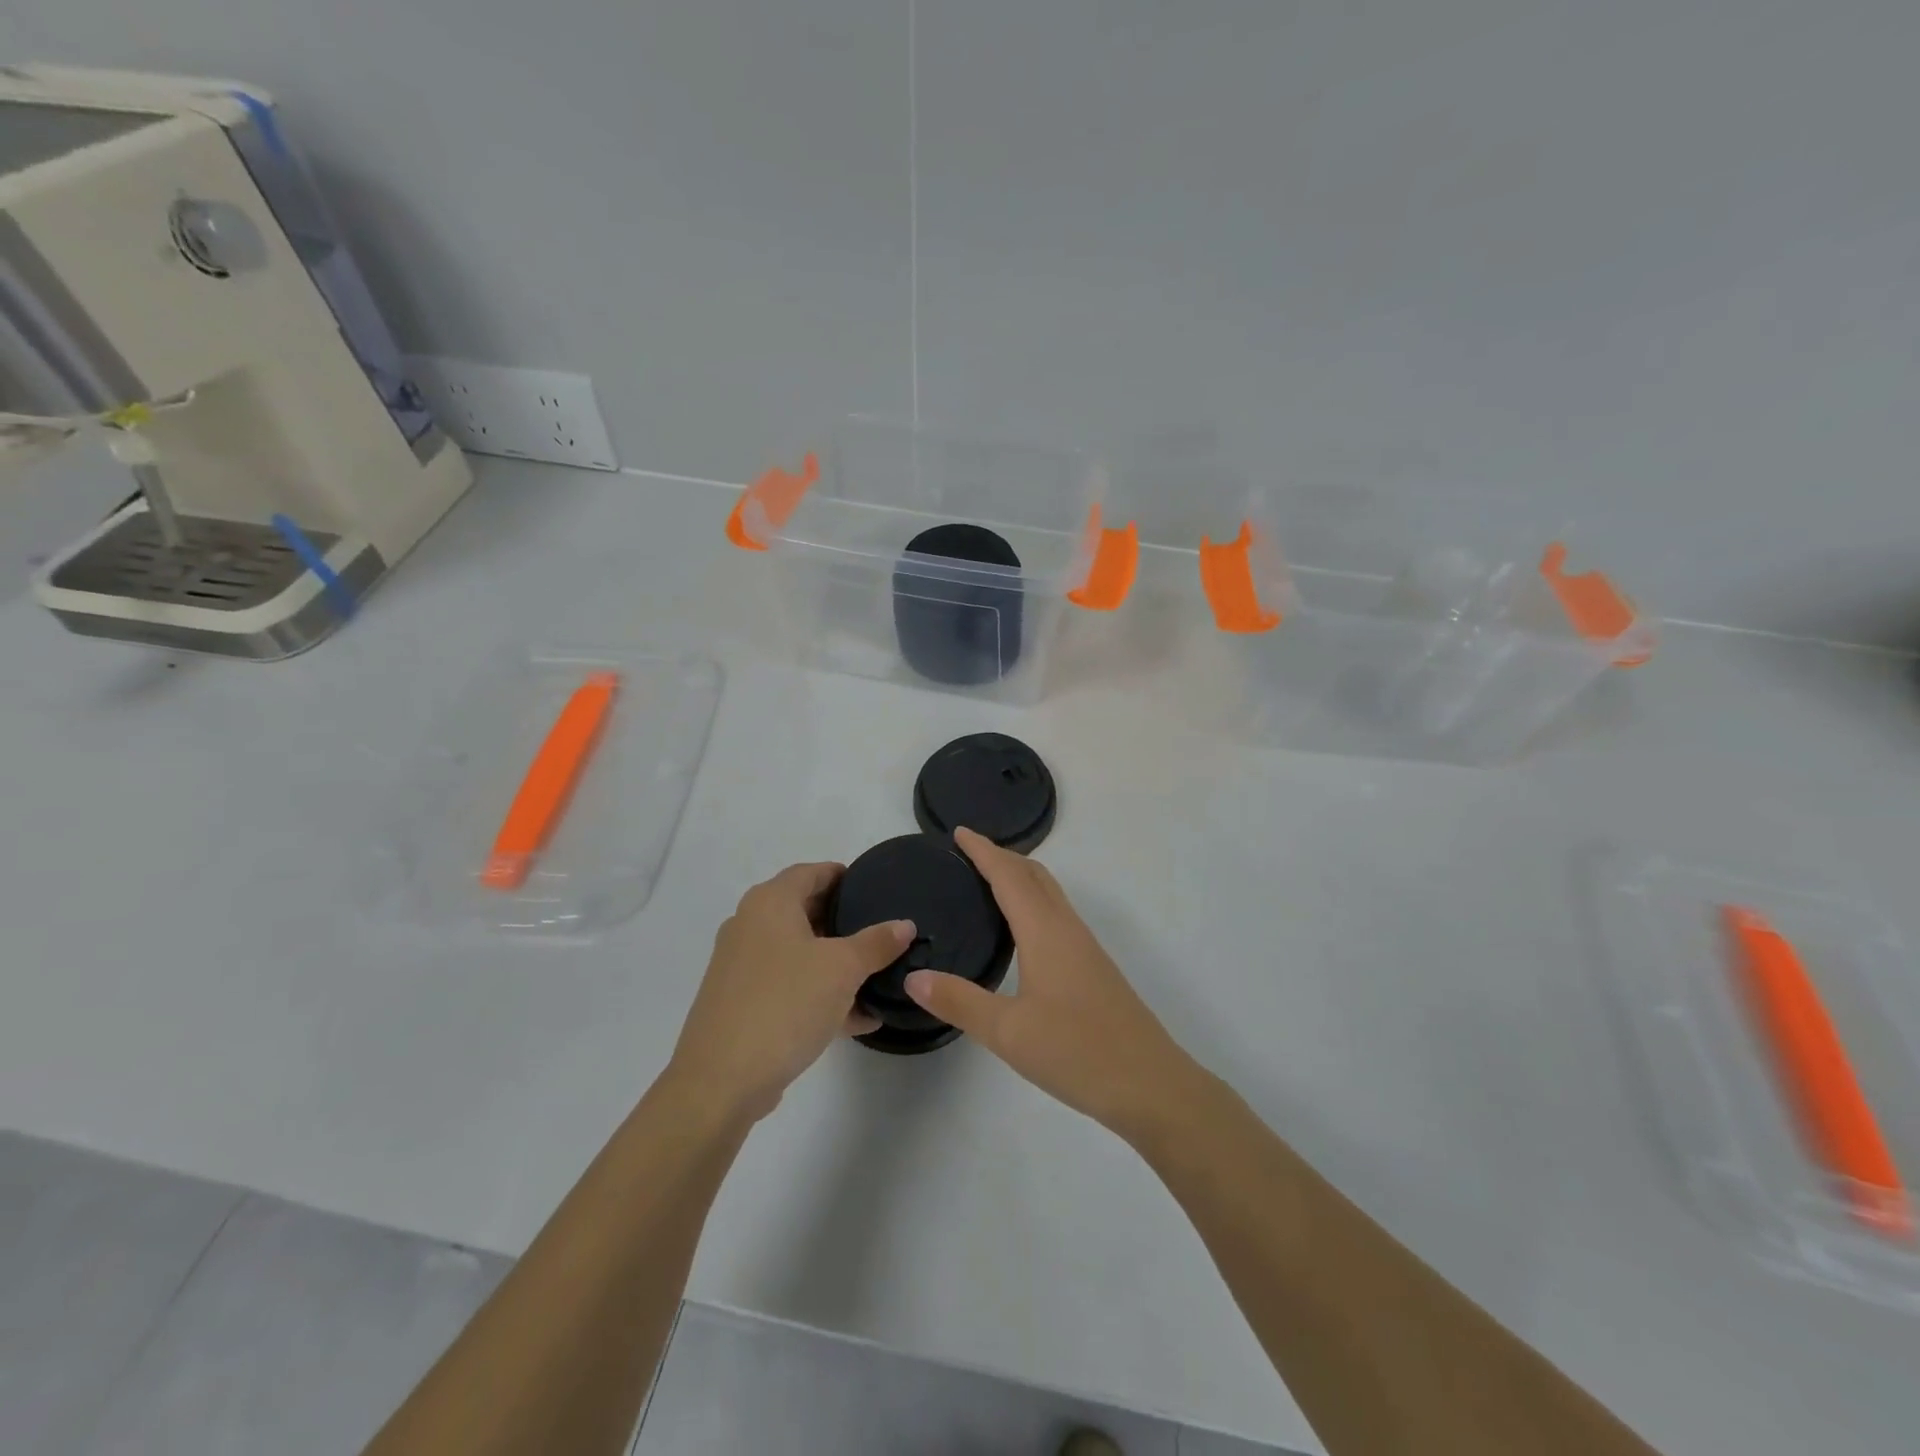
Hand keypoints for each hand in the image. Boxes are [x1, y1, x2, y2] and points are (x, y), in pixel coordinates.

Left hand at [668, 863, 912, 1122]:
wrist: (721, 1081)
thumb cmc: (785, 1004)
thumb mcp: (842, 969)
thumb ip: (876, 943)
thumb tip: (904, 925)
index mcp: (770, 903)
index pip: (811, 872)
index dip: (843, 876)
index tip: (874, 887)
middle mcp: (750, 926)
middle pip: (804, 911)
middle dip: (843, 922)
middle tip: (881, 932)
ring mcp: (741, 967)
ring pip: (798, 953)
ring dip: (835, 964)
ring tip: (877, 977)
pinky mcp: (741, 1004)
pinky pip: (789, 987)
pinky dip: (819, 994)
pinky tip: (857, 1018)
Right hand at [904, 828, 1197, 1137]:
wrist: (1150, 1084)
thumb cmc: (1077, 1052)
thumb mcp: (1008, 1032)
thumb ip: (959, 1002)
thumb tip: (914, 976)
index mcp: (1045, 932)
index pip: (1009, 876)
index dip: (983, 851)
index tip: (958, 832)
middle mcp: (1067, 928)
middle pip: (1034, 875)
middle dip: (1002, 856)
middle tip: (967, 853)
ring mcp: (1085, 947)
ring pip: (1050, 893)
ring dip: (1020, 876)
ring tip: (988, 881)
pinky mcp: (1093, 967)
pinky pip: (1057, 914)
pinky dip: (1033, 900)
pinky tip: (1021, 928)